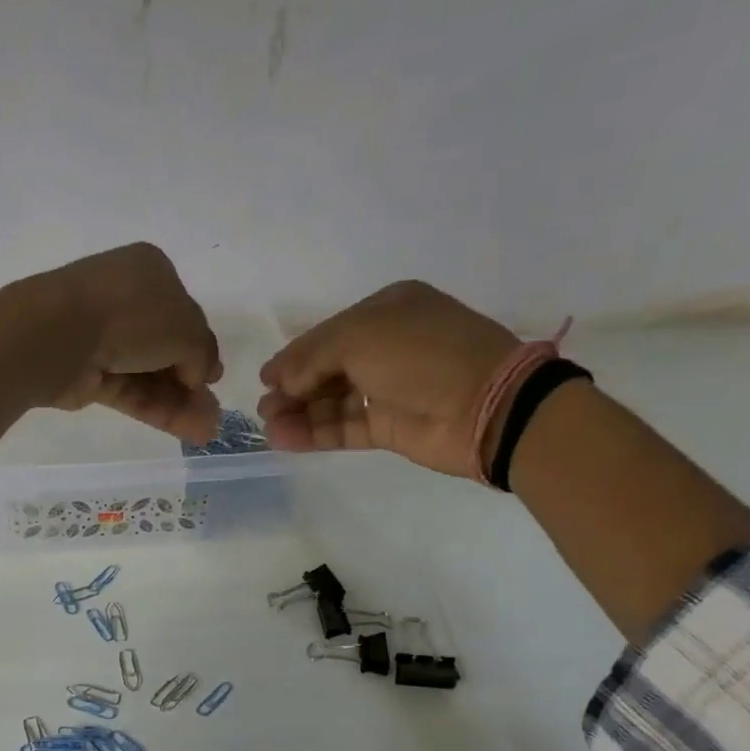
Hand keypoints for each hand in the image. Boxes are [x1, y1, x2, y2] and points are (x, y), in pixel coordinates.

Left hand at [14, 243, 223, 444]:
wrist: (59, 334)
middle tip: (213, 411)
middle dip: (192, 381)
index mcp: (150, 271)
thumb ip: (203, 352)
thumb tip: (201, 375)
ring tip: (207, 431)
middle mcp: (126, 300)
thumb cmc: (130, 314)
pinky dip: (158, 410)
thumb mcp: (186, 328)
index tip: (214, 377)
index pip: (184, 312)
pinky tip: (188, 431)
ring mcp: (104, 338)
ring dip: (180, 402)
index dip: (201, 346)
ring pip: (150, 374)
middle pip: (167, 347)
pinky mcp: (90, 374)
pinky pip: (131, 392)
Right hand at [256, 281, 519, 476]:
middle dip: (293, 388)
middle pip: (326, 369)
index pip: (327, 334)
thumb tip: (278, 379)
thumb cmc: (422, 355)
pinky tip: (286, 439)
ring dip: (299, 413)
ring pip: (332, 401)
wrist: (484, 406)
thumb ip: (312, 356)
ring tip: (270, 427)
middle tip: (265, 408)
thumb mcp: (361, 336)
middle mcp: (386, 347)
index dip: (294, 357)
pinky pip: (343, 427)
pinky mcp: (389, 426)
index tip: (266, 379)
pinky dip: (315, 433)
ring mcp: (388, 389)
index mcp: (386, 311)